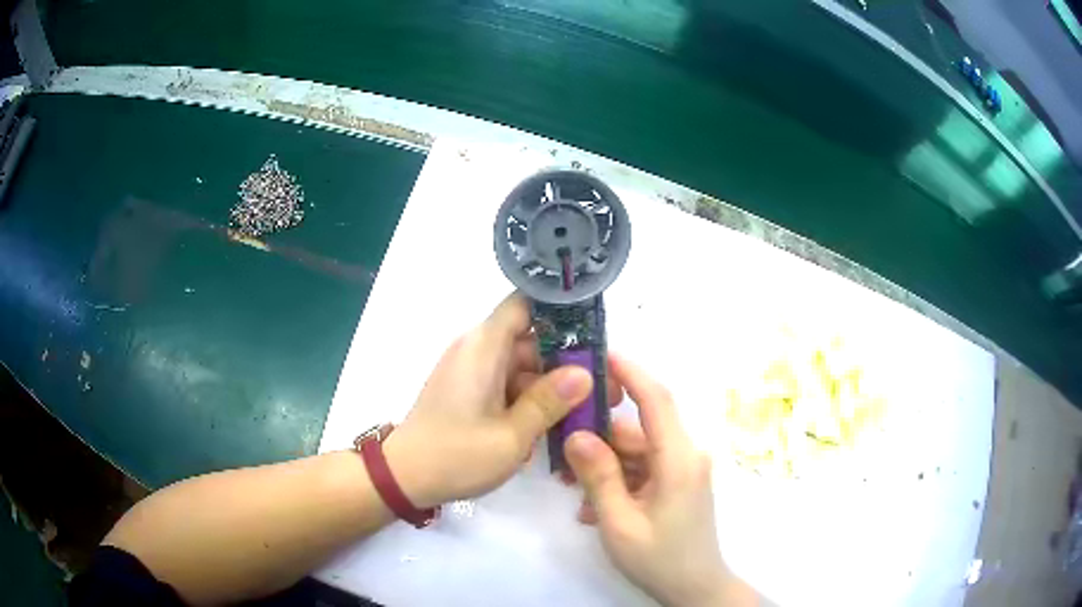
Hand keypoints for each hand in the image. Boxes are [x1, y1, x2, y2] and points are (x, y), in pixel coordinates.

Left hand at [383, 294, 598, 507]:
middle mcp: (477, 350)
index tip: (595, 331)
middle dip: (568, 361)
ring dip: (551, 386)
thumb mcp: (511, 435)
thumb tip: (585, 373)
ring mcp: (472, 372)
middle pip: (531, 339)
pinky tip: (554, 424)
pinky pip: (507, 383)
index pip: (525, 304)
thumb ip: (549, 402)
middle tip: (604, 386)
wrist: (404, 477)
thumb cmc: (456, 455)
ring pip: (522, 366)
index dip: (560, 310)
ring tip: (588, 410)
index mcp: (484, 347)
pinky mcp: (469, 391)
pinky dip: (530, 399)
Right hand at [564, 354, 755, 606]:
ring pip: (636, 451)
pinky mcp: (677, 483)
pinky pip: (642, 470)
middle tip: (559, 452)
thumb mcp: (619, 522)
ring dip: (604, 466)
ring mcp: (682, 470)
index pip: (656, 399)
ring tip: (573, 492)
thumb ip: (598, 476)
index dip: (630, 372)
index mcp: (678, 459)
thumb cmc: (659, 559)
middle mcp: (685, 456)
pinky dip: (618, 481)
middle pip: (636, 430)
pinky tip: (593, 508)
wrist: (695, 589)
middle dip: (598, 437)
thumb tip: (576, 435)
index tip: (599, 354)